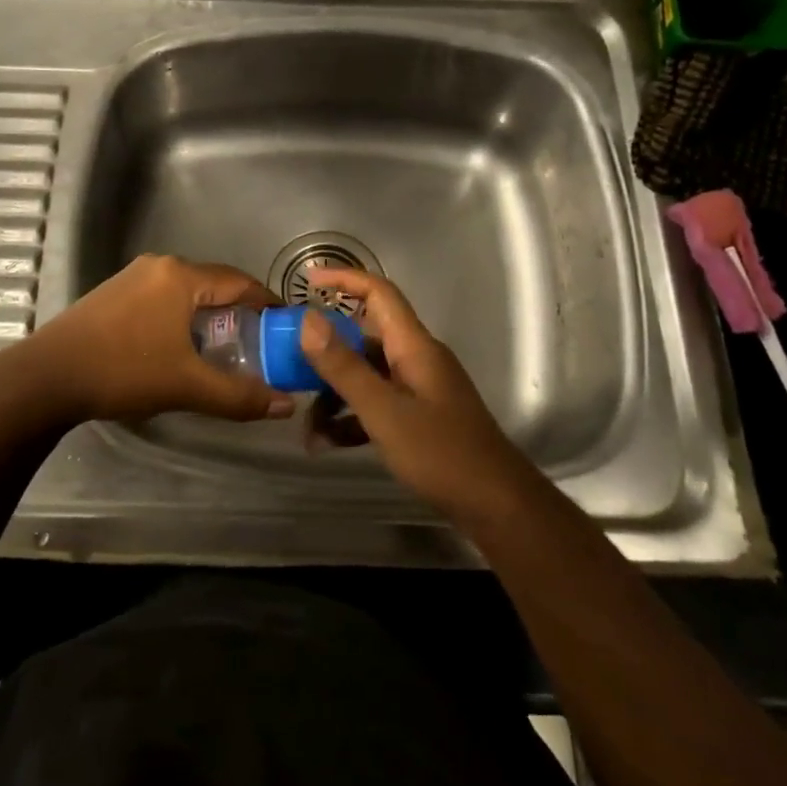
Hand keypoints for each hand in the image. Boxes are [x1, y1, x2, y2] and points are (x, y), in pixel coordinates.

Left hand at [14, 253, 292, 426]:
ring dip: (208, 316)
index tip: (286, 326)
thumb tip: (286, 405)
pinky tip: (179, 345)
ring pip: (186, 292)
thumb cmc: (124, 371)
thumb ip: (239, 395)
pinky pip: (162, 298)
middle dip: (238, 312)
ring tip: (223, 347)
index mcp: (181, 276)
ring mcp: (132, 276)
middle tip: (258, 343)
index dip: (267, 303)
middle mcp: (159, 266)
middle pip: (213, 284)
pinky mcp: (113, 293)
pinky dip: (181, 317)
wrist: (46, 377)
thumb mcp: (187, 386)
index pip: (240, 282)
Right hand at [296, 267, 530, 516]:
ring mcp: (419, 389)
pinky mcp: (419, 418)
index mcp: (413, 346)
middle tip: (289, 368)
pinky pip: (377, 404)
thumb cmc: (441, 453)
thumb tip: (309, 319)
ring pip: (366, 376)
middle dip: (325, 353)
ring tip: (308, 430)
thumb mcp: (383, 411)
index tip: (307, 281)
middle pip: (364, 338)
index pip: (379, 293)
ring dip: (334, 396)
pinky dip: (351, 419)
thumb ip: (344, 366)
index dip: (344, 279)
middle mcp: (416, 359)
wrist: (497, 506)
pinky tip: (327, 444)